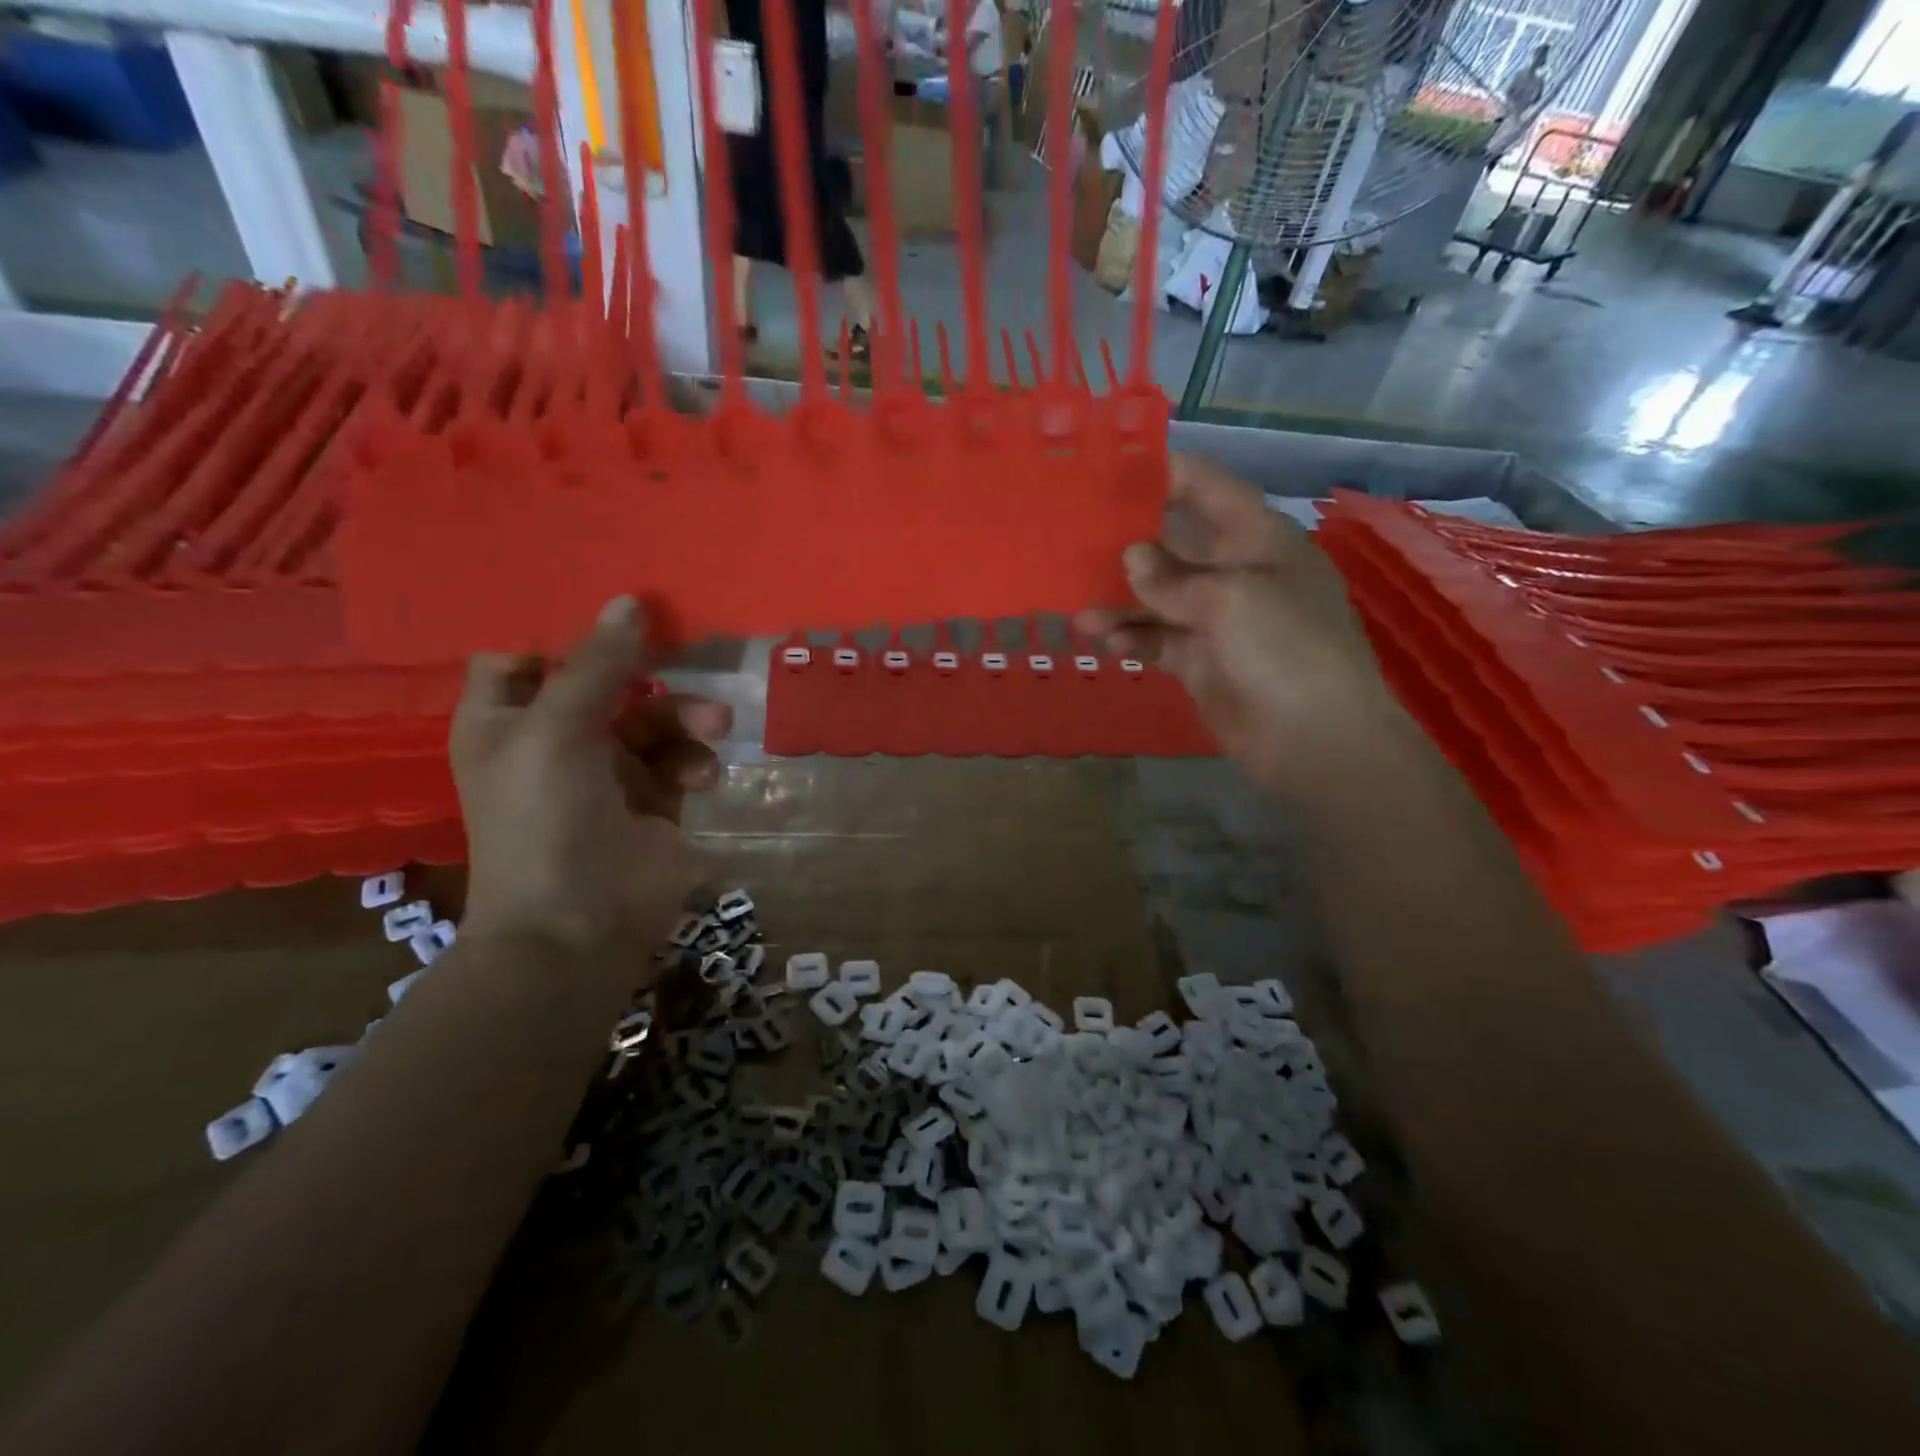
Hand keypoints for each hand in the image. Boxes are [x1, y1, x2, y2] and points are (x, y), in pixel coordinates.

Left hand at [451, 596, 732, 960]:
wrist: (579, 926)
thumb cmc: (544, 819)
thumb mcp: (558, 730)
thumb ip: (597, 665)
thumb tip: (630, 601)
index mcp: (506, 720)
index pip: (523, 656)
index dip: (560, 634)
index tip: (612, 612)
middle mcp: (554, 740)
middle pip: (605, 681)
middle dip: (647, 673)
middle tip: (684, 655)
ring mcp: (608, 772)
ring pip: (654, 718)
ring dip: (686, 718)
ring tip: (713, 729)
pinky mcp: (655, 801)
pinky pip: (682, 760)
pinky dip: (695, 762)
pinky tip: (701, 779)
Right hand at [1077, 455, 1401, 795]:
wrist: (1314, 738)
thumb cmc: (1284, 647)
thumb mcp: (1230, 598)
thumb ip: (1173, 578)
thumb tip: (1131, 557)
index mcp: (1260, 540)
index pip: (1211, 491)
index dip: (1168, 475)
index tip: (1115, 468)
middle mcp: (1238, 573)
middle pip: (1175, 547)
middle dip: (1129, 547)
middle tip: (1076, 542)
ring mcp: (1218, 621)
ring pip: (1158, 600)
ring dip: (1121, 605)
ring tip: (1082, 614)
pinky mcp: (1201, 662)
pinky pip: (1158, 640)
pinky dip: (1133, 640)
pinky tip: (1106, 643)